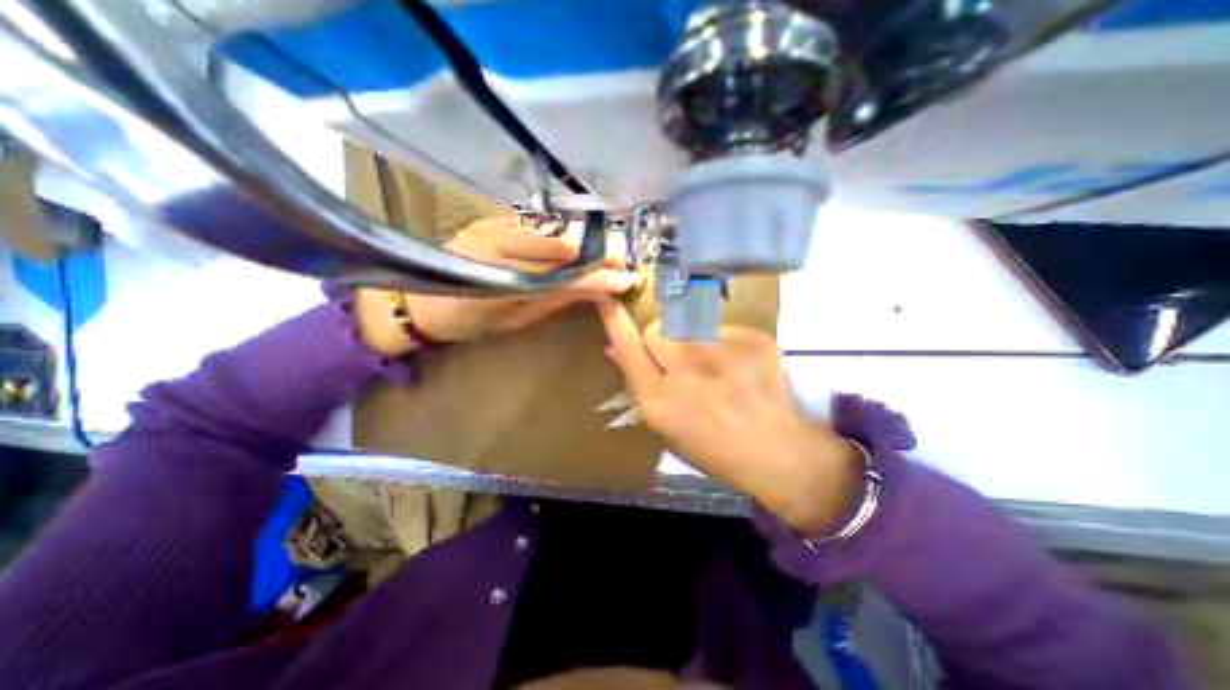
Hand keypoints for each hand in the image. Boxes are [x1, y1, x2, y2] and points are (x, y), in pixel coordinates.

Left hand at [355, 214, 638, 354]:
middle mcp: (494, 246)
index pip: (561, 277)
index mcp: (498, 282)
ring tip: (599, 254)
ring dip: (579, 242)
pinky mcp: (488, 217)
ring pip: (549, 229)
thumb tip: (595, 291)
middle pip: (558, 245)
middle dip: (593, 255)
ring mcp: (490, 226)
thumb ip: (556, 300)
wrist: (419, 299)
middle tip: (618, 263)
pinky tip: (570, 243)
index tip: (626, 279)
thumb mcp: (516, 318)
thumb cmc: (469, 319)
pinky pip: (533, 222)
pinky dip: (557, 233)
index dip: (597, 278)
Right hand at [601, 299, 857, 532]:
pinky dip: (723, 343)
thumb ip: (637, 384)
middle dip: (661, 344)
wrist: (776, 452)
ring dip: (691, 342)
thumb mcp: (665, 426)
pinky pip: (721, 327)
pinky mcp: (753, 339)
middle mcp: (687, 370)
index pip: (628, 348)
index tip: (607, 300)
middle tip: (682, 365)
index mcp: (659, 400)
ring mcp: (723, 351)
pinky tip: (738, 367)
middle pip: (656, 331)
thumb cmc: (712, 447)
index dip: (615, 323)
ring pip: (688, 326)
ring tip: (714, 368)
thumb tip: (614, 349)